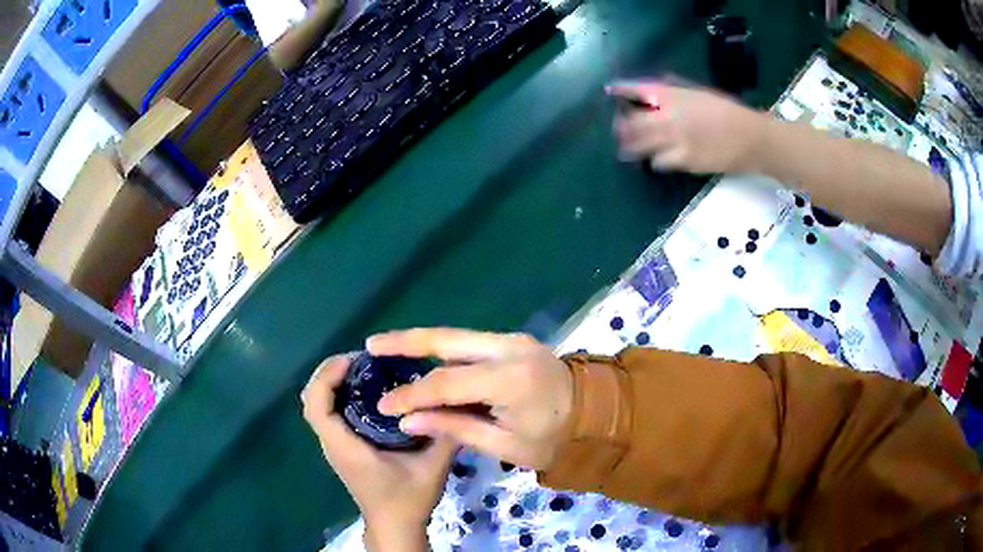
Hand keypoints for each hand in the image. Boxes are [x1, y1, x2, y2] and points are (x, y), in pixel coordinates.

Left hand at [301, 354, 456, 550]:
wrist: (395, 527)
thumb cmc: (407, 500)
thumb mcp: (432, 468)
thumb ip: (444, 436)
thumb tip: (457, 401)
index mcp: (345, 446)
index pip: (316, 404)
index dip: (327, 376)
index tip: (353, 359)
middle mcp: (332, 443)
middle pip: (312, 399)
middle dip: (330, 373)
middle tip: (362, 360)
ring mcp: (334, 447)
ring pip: (319, 406)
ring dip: (333, 383)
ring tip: (365, 370)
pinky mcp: (342, 449)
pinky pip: (329, 415)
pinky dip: (339, 396)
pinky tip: (368, 393)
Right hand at [370, 329, 573, 469]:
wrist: (595, 415)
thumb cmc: (553, 439)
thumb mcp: (506, 446)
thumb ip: (455, 428)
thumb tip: (408, 419)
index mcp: (509, 379)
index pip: (445, 383)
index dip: (411, 394)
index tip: (383, 405)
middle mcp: (508, 348)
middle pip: (446, 340)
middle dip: (406, 342)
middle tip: (372, 344)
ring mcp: (512, 340)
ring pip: (456, 336)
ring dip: (422, 341)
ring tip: (388, 347)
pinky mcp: (513, 341)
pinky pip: (470, 342)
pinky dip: (442, 348)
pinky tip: (422, 356)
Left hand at [609, 81, 769, 173]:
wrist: (752, 137)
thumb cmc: (729, 112)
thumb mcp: (700, 93)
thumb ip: (676, 91)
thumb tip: (654, 92)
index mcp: (674, 94)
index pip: (638, 88)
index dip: (621, 90)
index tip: (610, 91)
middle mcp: (670, 114)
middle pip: (632, 122)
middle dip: (621, 127)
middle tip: (619, 131)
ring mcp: (675, 138)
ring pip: (640, 144)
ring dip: (630, 147)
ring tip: (626, 150)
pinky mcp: (684, 159)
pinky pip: (658, 162)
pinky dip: (655, 161)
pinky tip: (657, 160)